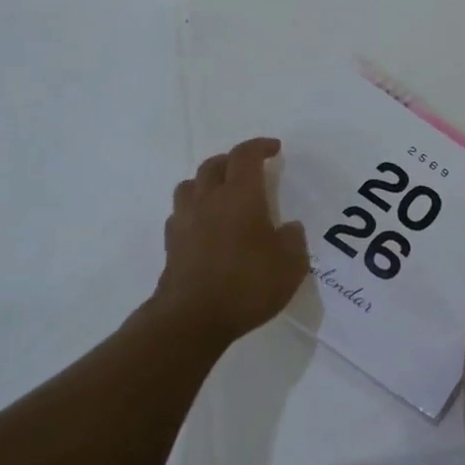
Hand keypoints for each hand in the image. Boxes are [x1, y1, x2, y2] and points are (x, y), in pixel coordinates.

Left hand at [153, 137, 308, 345]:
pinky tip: (205, 225)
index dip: (259, 147)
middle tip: (248, 169)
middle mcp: (209, 200)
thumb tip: (289, 228)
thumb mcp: (291, 265)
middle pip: (214, 165)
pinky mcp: (171, 244)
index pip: (245, 156)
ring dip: (207, 181)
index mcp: (241, 196)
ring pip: (191, 185)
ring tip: (222, 193)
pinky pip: (181, 213)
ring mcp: (185, 221)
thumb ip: (293, 240)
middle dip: (232, 161)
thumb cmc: (248, 285)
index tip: (274, 148)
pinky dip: (195, 209)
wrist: (192, 318)